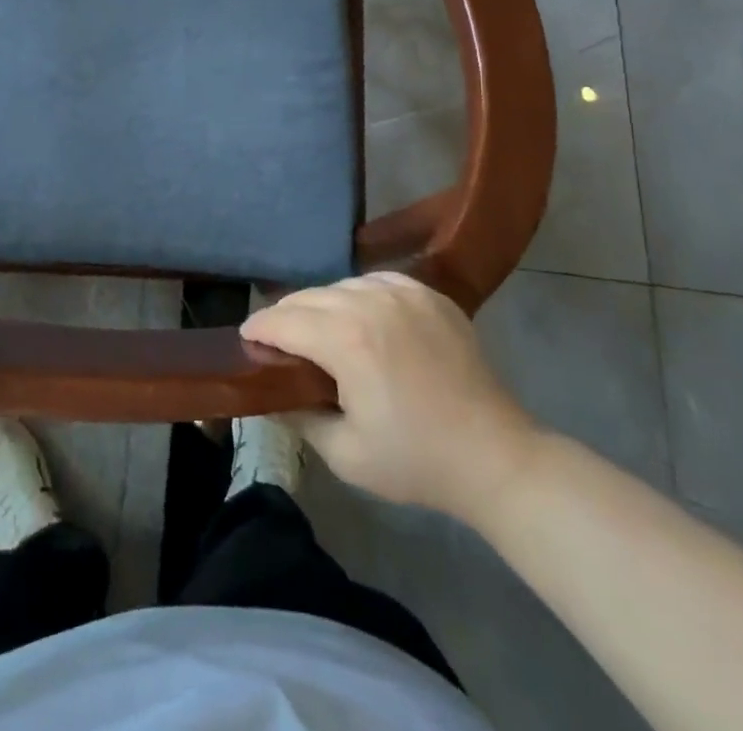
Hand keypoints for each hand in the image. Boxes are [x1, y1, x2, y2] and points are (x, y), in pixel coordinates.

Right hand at [241, 272, 542, 525]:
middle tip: (277, 340)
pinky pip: (377, 281)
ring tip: (319, 329)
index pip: (283, 321)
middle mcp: (369, 302)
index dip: (258, 329)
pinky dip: (359, 295)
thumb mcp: (344, 453)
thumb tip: (270, 392)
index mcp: (346, 339)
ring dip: (322, 304)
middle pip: (308, 297)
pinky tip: (361, 316)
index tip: (246, 339)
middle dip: (286, 316)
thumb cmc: (416, 461)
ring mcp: (403, 292)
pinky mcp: (429, 294)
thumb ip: (298, 416)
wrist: (496, 457)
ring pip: (341, 285)